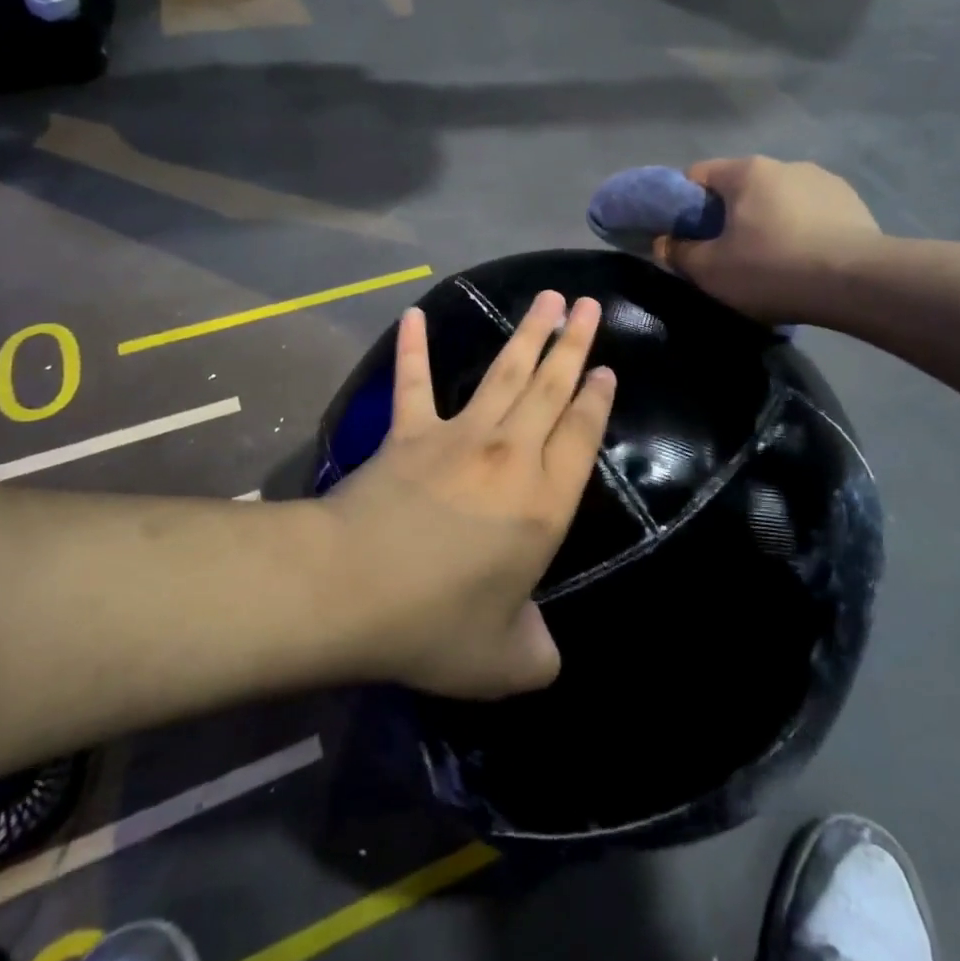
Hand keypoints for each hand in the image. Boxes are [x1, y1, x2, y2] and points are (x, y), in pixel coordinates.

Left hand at [328, 290, 616, 699]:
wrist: (352, 588)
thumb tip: (547, 657)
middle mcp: (510, 455)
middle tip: (589, 305)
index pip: (581, 435)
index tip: (607, 370)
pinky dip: (413, 347)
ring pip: (504, 372)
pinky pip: (414, 382)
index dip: (597, 399)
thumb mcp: (503, 662)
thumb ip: (537, 656)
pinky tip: (413, 314)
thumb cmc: (436, 623)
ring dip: (528, 333)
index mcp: (544, 502)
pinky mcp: (409, 432)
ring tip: (548, 298)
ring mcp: (458, 436)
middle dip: (574, 344)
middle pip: (551, 388)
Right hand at [654, 157, 884, 324]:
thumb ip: (678, 253)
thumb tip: (663, 242)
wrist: (856, 283)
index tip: (683, 235)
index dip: (682, 204)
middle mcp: (784, 164)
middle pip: (739, 188)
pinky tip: (805, 260)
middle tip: (724, 254)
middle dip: (726, 215)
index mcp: (746, 171)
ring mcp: (823, 180)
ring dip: (767, 221)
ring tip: (771, 261)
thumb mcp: (710, 270)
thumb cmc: (771, 269)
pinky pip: (811, 213)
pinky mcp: (852, 203)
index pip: (697, 174)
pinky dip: (800, 230)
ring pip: (777, 199)